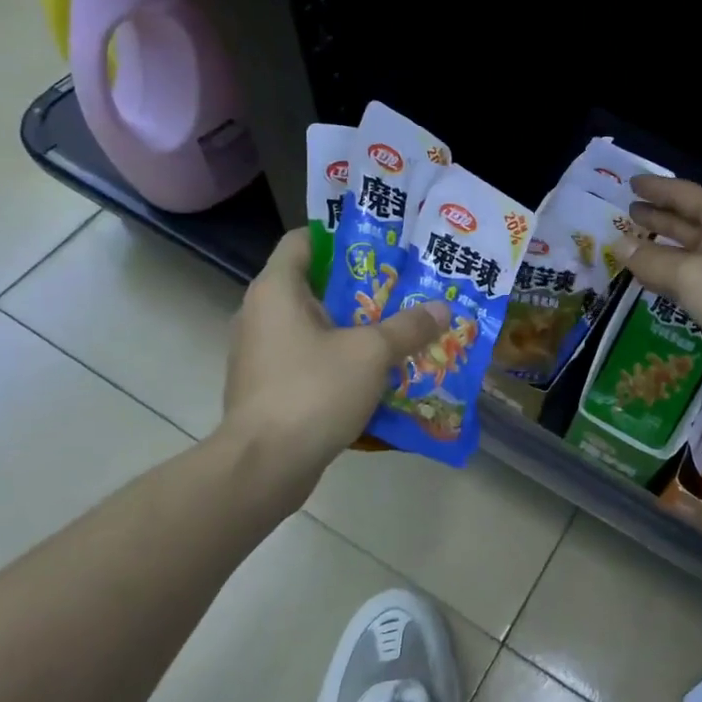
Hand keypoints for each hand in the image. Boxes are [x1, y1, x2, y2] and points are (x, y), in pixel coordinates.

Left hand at [218, 228, 449, 501]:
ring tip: (394, 328)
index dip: (340, 235)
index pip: (303, 240)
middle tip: (402, 288)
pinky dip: (336, 358)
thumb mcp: (371, 353)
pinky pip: (306, 358)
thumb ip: (408, 327)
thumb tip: (442, 309)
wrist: (264, 465)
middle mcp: (260, 313)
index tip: (381, 245)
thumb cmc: (313, 390)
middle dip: (358, 286)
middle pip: (312, 283)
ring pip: (311, 325)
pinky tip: (372, 372)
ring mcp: (259, 353)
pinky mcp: (266, 387)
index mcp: (276, 289)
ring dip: (350, 326)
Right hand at [613, 175, 701, 377]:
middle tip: (627, 212)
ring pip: (688, 252)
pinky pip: (691, 278)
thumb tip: (618, 245)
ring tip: (630, 243)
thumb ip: (650, 259)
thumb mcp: (687, 273)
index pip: (685, 194)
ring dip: (661, 248)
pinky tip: (648, 279)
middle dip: (658, 216)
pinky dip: (669, 275)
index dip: (656, 188)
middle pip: (687, 221)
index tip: (631, 183)